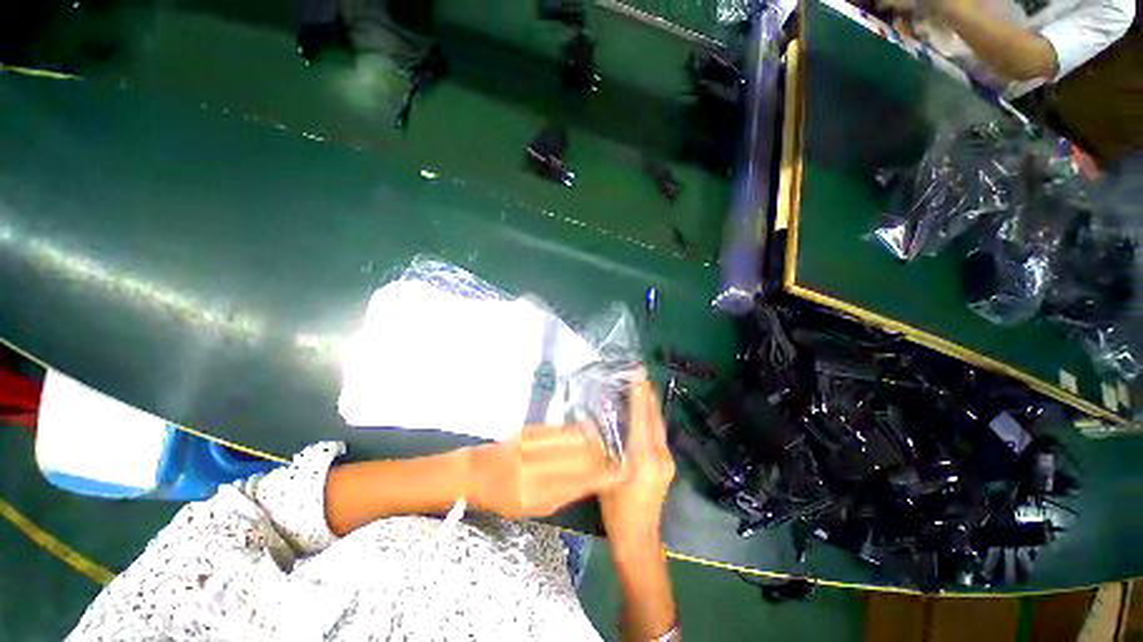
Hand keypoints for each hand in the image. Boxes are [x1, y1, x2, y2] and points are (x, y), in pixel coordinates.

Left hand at [467, 424, 625, 519]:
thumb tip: (592, 481)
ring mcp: (530, 444)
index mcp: (535, 493)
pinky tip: (587, 432)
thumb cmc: (503, 498)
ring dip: (593, 440)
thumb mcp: (534, 508)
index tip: (622, 471)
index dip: (603, 475)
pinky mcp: (529, 429)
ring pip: (571, 439)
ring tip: (608, 442)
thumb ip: (564, 493)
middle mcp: (534, 467)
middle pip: (578, 457)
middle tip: (620, 453)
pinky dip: (577, 432)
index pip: (578, 482)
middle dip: (603, 454)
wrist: (476, 472)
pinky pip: (560, 430)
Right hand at [600, 374, 675, 549]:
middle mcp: (659, 455)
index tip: (638, 373)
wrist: (639, 538)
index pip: (641, 418)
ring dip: (650, 405)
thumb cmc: (617, 510)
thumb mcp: (605, 476)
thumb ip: (606, 449)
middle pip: (654, 417)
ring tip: (643, 386)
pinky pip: (659, 435)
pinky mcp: (667, 465)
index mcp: (643, 458)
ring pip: (659, 425)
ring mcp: (667, 460)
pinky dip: (651, 419)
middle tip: (640, 373)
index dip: (639, 393)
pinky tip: (645, 412)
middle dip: (647, 394)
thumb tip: (602, 422)